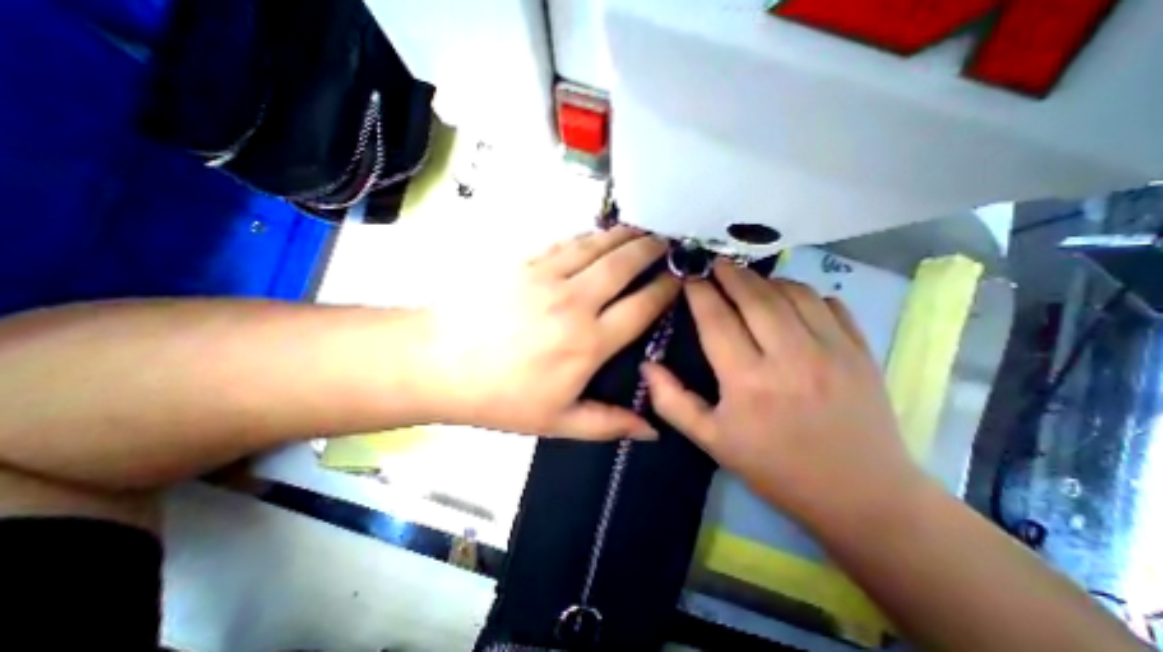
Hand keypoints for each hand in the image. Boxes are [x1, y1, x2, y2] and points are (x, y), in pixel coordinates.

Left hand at [422, 227, 677, 441]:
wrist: (439, 363)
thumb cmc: (501, 397)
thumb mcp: (558, 422)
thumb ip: (609, 423)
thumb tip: (652, 430)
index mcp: (589, 342)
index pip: (642, 307)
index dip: (666, 289)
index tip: (680, 279)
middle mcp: (576, 302)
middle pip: (625, 265)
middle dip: (651, 250)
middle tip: (667, 242)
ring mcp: (548, 276)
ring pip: (597, 246)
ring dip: (623, 236)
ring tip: (641, 229)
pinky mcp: (524, 262)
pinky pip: (566, 243)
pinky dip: (589, 236)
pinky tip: (597, 234)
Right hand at [639, 261, 921, 528]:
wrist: (860, 495)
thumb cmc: (774, 467)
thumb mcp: (711, 441)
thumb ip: (672, 401)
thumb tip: (646, 365)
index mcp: (748, 380)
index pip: (716, 319)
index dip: (699, 292)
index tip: (688, 276)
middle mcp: (789, 356)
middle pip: (754, 296)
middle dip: (729, 273)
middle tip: (714, 263)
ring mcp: (832, 349)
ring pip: (791, 293)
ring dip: (764, 279)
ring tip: (747, 279)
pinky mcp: (861, 350)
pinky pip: (828, 303)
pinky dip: (804, 291)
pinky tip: (789, 297)